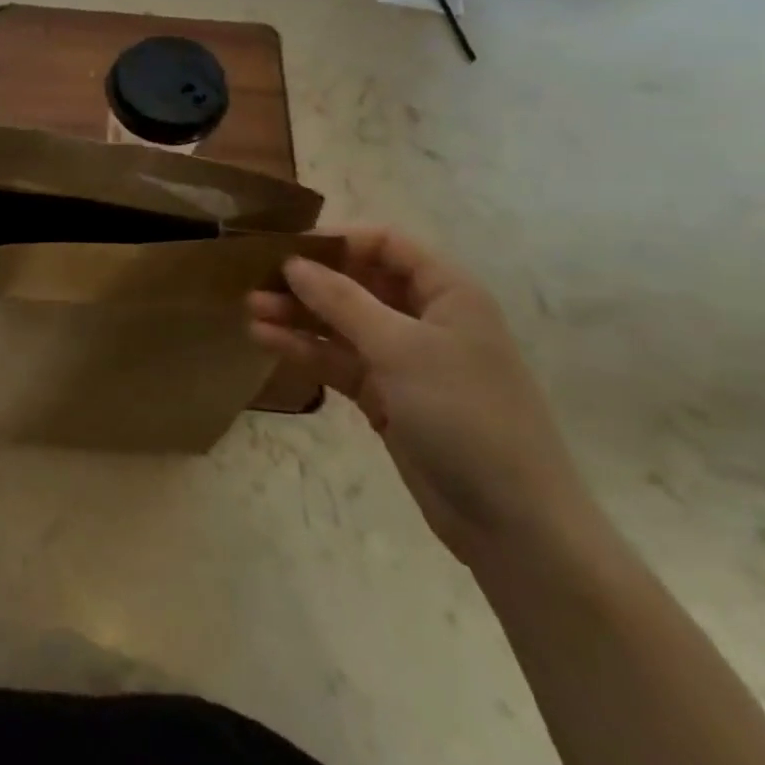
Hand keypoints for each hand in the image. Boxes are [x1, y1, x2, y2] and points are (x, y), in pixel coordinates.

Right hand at [248, 225, 596, 570]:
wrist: (514, 524)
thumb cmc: (465, 415)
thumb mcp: (401, 348)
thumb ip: (343, 301)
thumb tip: (294, 263)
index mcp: (446, 292)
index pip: (386, 244)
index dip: (337, 240)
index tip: (287, 247)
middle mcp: (424, 317)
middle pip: (357, 282)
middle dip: (308, 280)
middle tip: (256, 279)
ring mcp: (403, 359)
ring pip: (342, 323)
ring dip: (299, 315)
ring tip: (250, 309)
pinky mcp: (385, 396)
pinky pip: (338, 360)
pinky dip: (305, 350)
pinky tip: (265, 340)